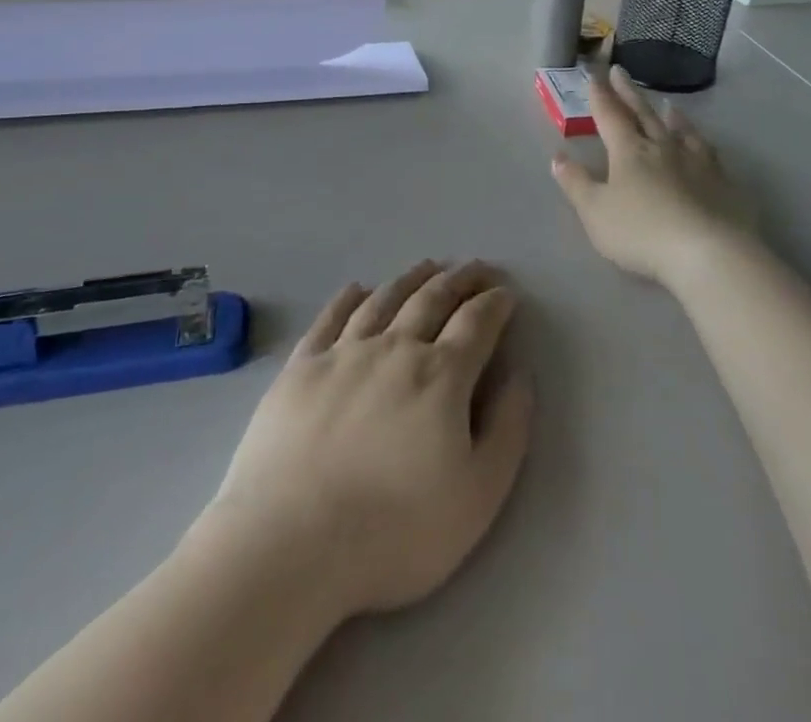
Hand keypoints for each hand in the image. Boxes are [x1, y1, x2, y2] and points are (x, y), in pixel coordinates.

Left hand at [209, 262, 531, 619]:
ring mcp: (344, 353)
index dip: (495, 304)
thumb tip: (519, 375)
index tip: (506, 292)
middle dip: (461, 279)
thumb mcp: (478, 496)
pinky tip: (358, 289)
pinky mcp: (301, 367)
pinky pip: (330, 318)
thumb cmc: (394, 531)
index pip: (477, 323)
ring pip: (385, 299)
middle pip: (433, 298)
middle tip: (476, 267)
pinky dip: (349, 298)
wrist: (290, 544)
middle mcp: (395, 348)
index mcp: (441, 375)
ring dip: (412, 278)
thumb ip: (508, 429)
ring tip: (429, 267)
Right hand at [552, 65, 757, 287]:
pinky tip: (701, 142)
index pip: (610, 116)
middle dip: (628, 93)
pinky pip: (707, 150)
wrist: (707, 251)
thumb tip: (558, 156)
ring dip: (669, 114)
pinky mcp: (721, 181)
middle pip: (642, 113)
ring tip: (667, 103)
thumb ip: (576, 183)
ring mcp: (695, 161)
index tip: (594, 75)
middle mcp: (662, 147)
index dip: (600, 96)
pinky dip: (698, 139)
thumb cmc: (642, 232)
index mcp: (629, 151)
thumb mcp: (595, 212)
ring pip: (680, 129)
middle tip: (620, 71)